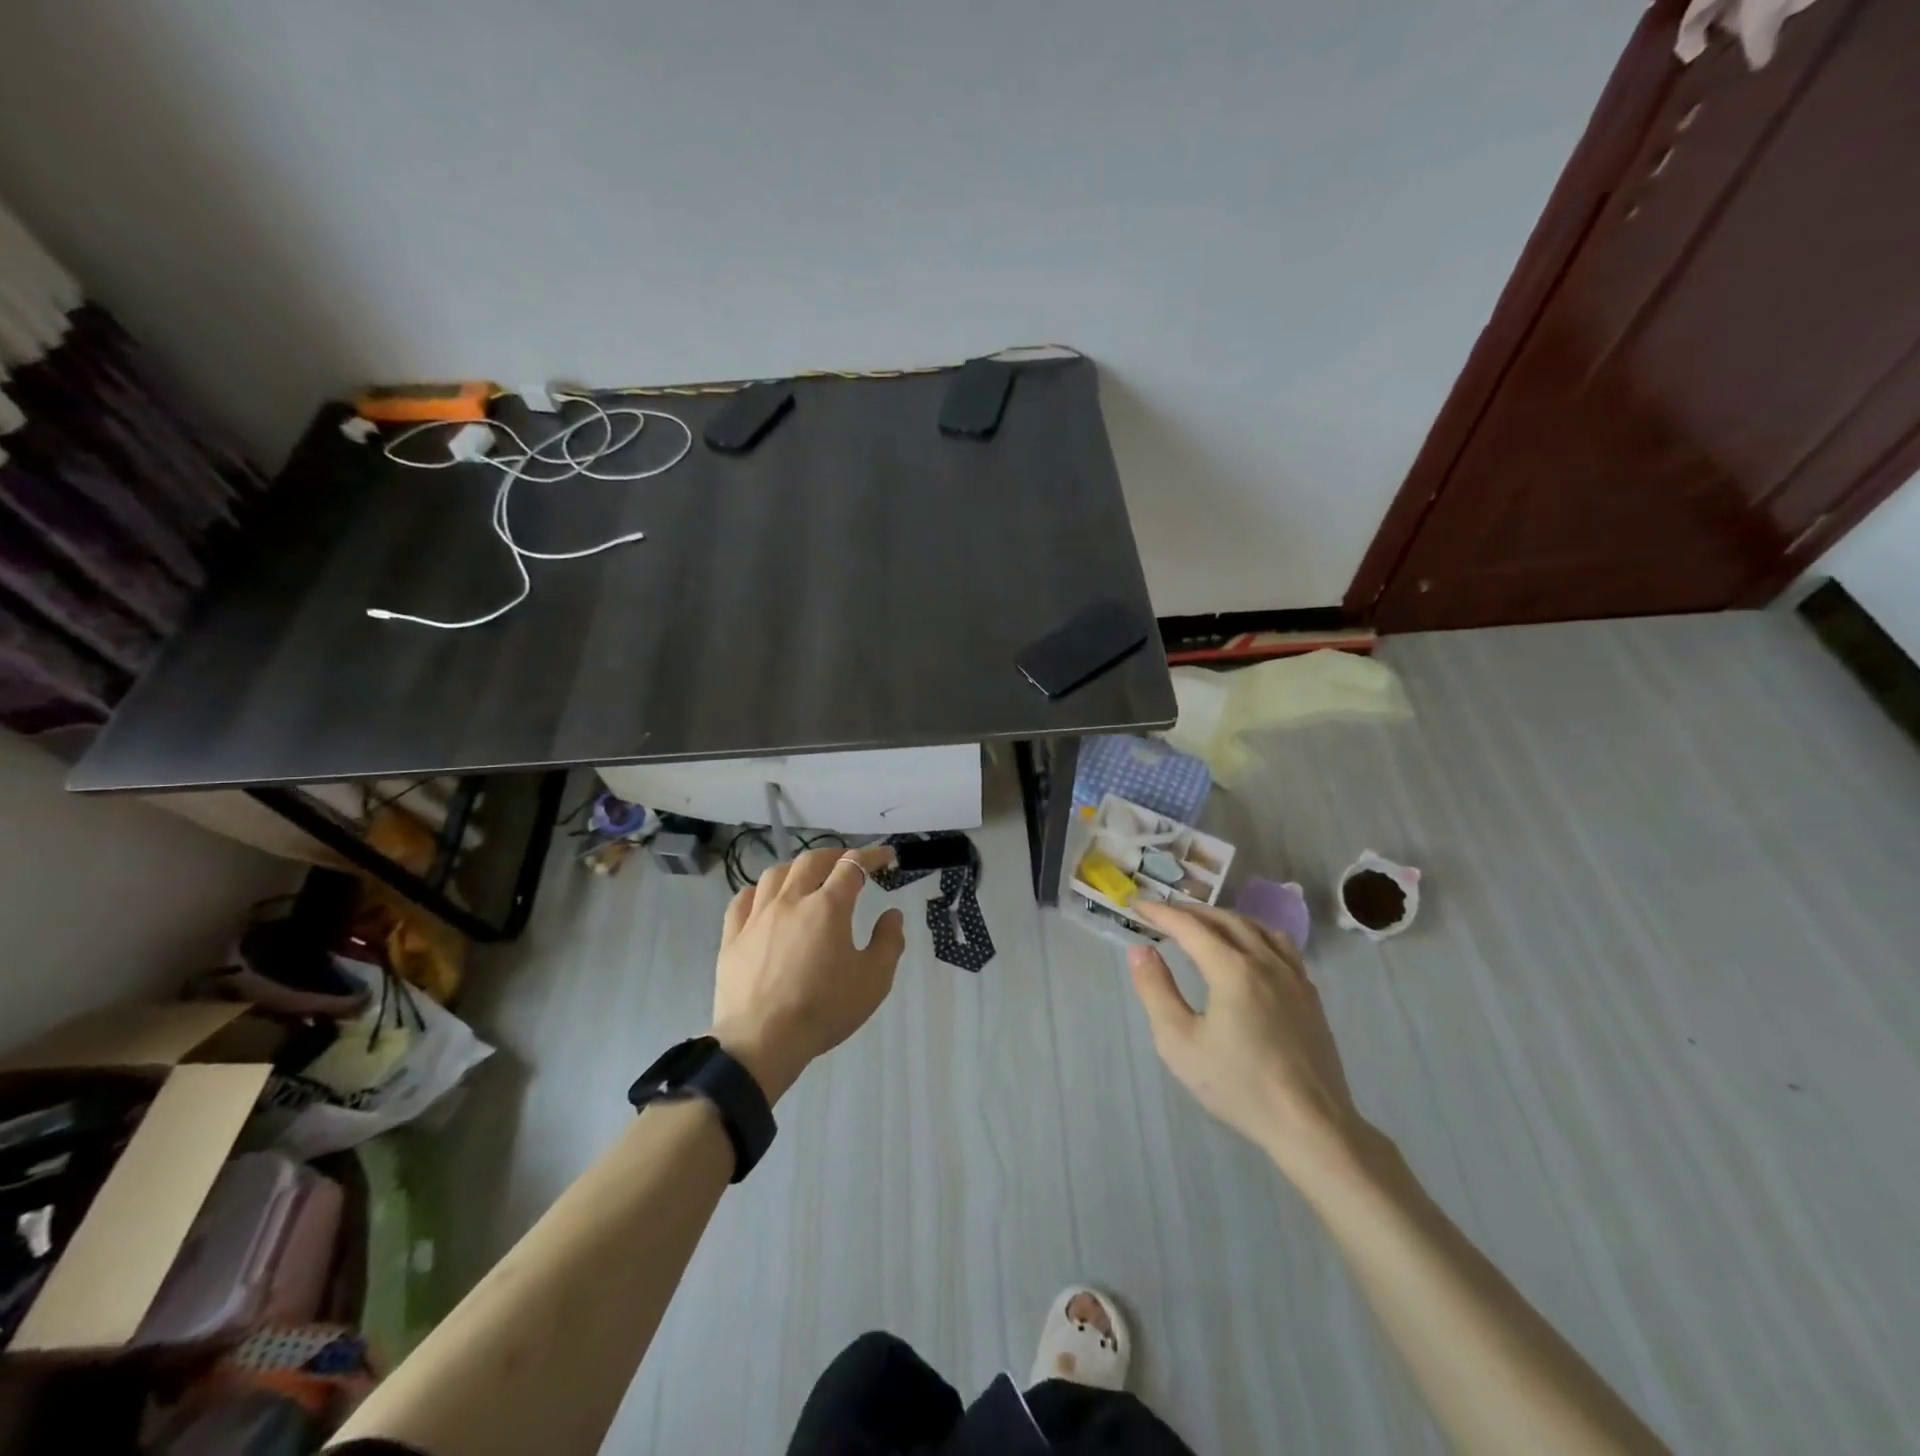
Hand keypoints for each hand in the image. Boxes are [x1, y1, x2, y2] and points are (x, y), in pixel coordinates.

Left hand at [710, 844, 905, 1103]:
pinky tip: (765, 900)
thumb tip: (892, 915)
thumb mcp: (874, 981)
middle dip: (835, 855)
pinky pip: (742, 900)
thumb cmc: (824, 1009)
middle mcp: (791, 900)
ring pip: (775, 874)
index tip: (886, 856)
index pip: (853, 866)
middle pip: (812, 861)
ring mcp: (757, 917)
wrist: (761, 1041)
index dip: (872, 856)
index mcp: (828, 907)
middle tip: (848, 863)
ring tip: (807, 877)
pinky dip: (758, 892)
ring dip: (797, 868)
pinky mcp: (732, 937)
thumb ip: (888, 942)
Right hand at [1128, 902, 1373, 1183]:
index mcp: (1232, 969)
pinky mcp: (1309, 994)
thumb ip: (1156, 991)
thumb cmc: (1238, 1086)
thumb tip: (1139, 950)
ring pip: (1255, 927)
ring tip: (1203, 924)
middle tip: (1164, 914)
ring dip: (1223, 918)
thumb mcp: (1180, 1043)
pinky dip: (1254, 933)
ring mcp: (1293, 976)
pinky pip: (1280, 945)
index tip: (1137, 905)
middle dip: (1190, 912)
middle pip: (1224, 920)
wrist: (1310, 1125)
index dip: (1161, 913)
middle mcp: (1265, 961)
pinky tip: (1249, 949)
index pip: (1189, 927)